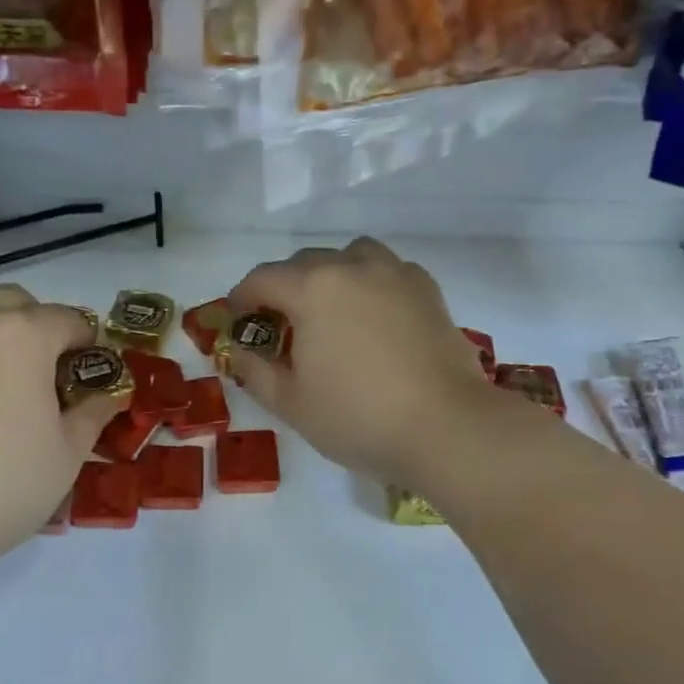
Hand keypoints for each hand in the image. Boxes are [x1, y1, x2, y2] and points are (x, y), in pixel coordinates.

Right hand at [228, 238, 505, 488]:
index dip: (241, 298)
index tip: (237, 321)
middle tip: (280, 325)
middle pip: (304, 263)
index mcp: (312, 288)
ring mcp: (395, 274)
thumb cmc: (358, 417)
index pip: (262, 279)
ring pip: (350, 256)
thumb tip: (240, 352)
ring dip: (330, 275)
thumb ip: (255, 371)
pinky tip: (374, 316)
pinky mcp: (427, 290)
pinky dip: (371, 283)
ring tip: (330, 310)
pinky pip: (388, 271)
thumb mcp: (290, 403)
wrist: (446, 427)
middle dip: (283, 287)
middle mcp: (352, 267)